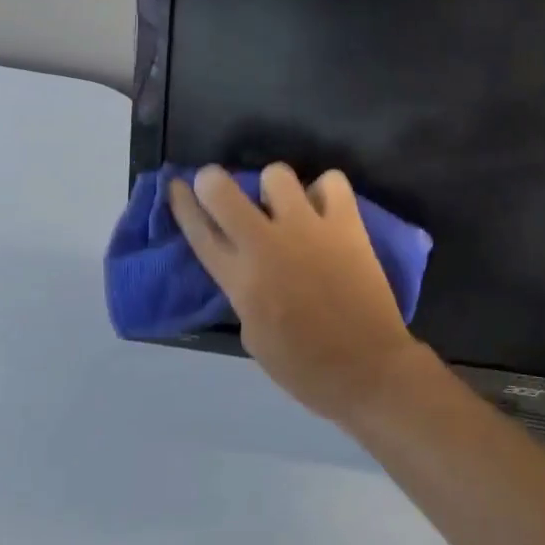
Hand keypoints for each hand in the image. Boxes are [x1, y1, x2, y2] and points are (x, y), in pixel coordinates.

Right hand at [168, 164, 430, 424]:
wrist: (367, 369)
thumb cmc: (305, 367)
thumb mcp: (253, 335)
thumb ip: (244, 291)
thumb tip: (249, 265)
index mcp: (239, 279)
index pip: (198, 231)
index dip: (182, 204)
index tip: (177, 185)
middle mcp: (266, 244)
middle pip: (222, 190)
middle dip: (214, 181)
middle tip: (223, 187)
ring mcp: (308, 229)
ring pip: (277, 175)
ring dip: (275, 188)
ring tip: (287, 205)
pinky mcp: (346, 225)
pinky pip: (332, 182)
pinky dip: (326, 190)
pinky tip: (325, 208)